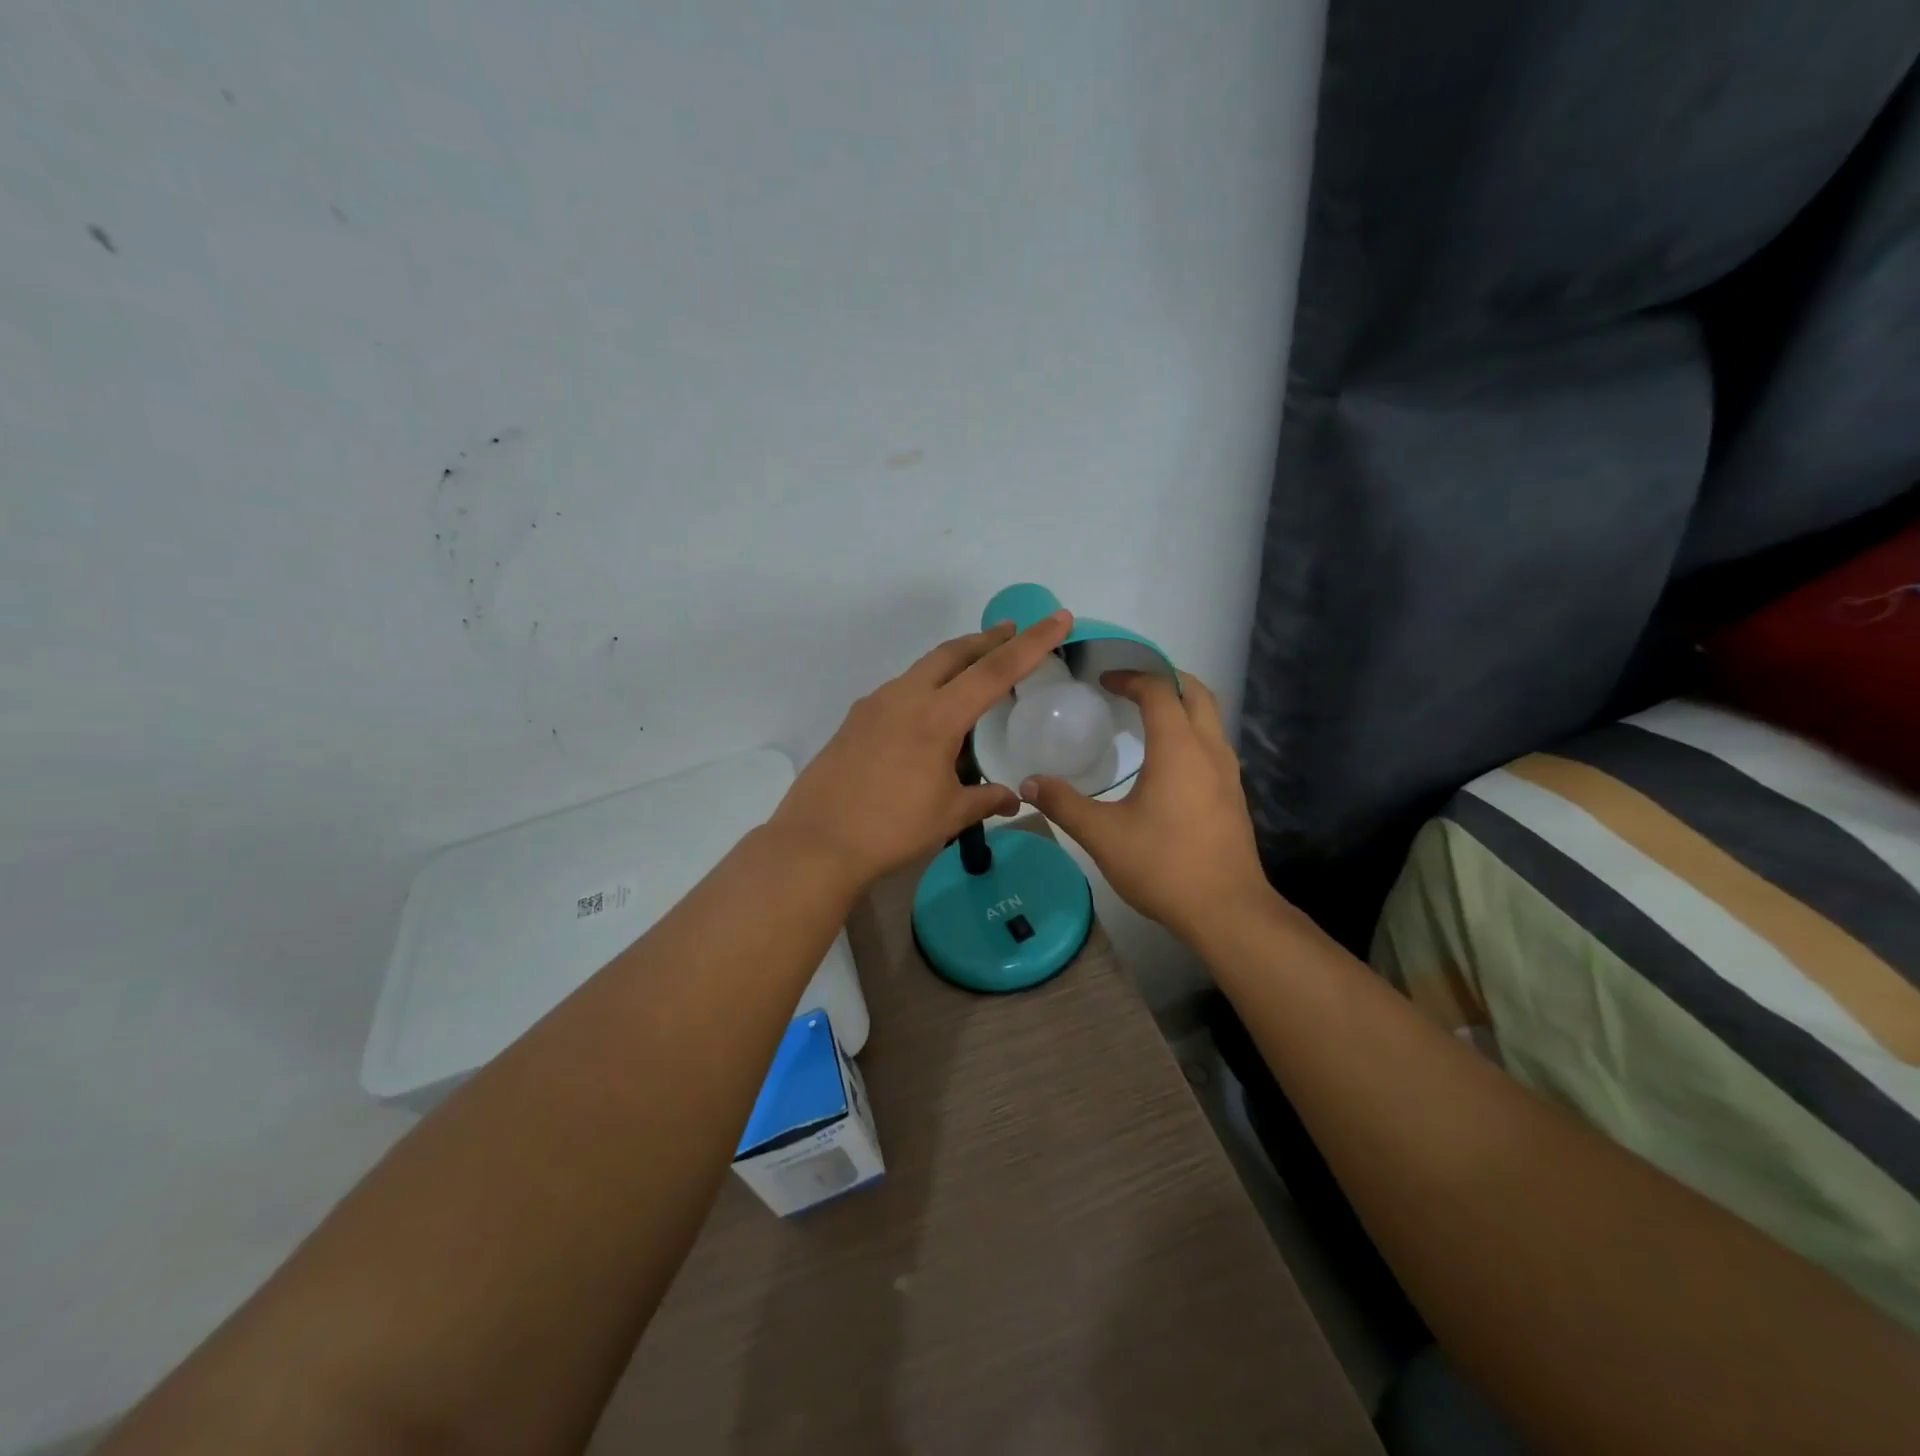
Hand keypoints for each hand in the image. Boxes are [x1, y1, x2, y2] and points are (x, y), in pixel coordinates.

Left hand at [770, 611, 1075, 888]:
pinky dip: (925, 686)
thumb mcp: (948, 815)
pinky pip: (899, 691)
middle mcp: (904, 698)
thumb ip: (985, 800)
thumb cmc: (891, 828)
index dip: (1032, 643)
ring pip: (922, 668)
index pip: (995, 671)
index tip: (1058, 617)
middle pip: (953, 653)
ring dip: (953, 661)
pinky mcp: (854, 721)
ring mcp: (873, 706)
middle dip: (987, 640)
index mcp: (936, 716)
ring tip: (973, 670)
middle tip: (1012, 632)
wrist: (816, 842)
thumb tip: (1013, 798)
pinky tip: (928, 713)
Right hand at [1019, 671, 1269, 940]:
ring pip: (1210, 718)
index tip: (1103, 680)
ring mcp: (1228, 773)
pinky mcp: (1233, 795)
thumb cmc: (1163, 865)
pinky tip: (1167, 760)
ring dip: (1181, 705)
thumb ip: (1064, 804)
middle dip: (1164, 679)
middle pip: (1195, 693)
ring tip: (1146, 715)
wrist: (1226, 910)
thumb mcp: (1102, 835)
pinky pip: (1213, 744)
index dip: (1131, 677)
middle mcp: (1209, 750)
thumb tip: (1028, 783)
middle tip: (1131, 684)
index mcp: (1178, 748)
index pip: (1159, 690)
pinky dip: (1190, 731)